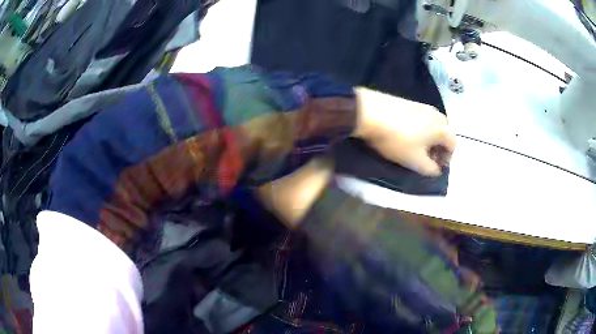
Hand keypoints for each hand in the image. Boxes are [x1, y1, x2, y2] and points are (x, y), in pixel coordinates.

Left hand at [354, 87, 455, 176]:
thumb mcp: (415, 161)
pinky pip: (420, 118)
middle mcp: (437, 114)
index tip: (435, 166)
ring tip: (414, 147)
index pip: (454, 145)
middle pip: (444, 134)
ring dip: (428, 138)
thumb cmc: (398, 139)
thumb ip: (430, 169)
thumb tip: (437, 170)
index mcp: (443, 128)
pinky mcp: (408, 101)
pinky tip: (404, 134)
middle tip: (426, 158)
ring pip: (432, 125)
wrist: (370, 112)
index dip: (447, 159)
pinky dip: (418, 128)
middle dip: (438, 148)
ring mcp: (422, 105)